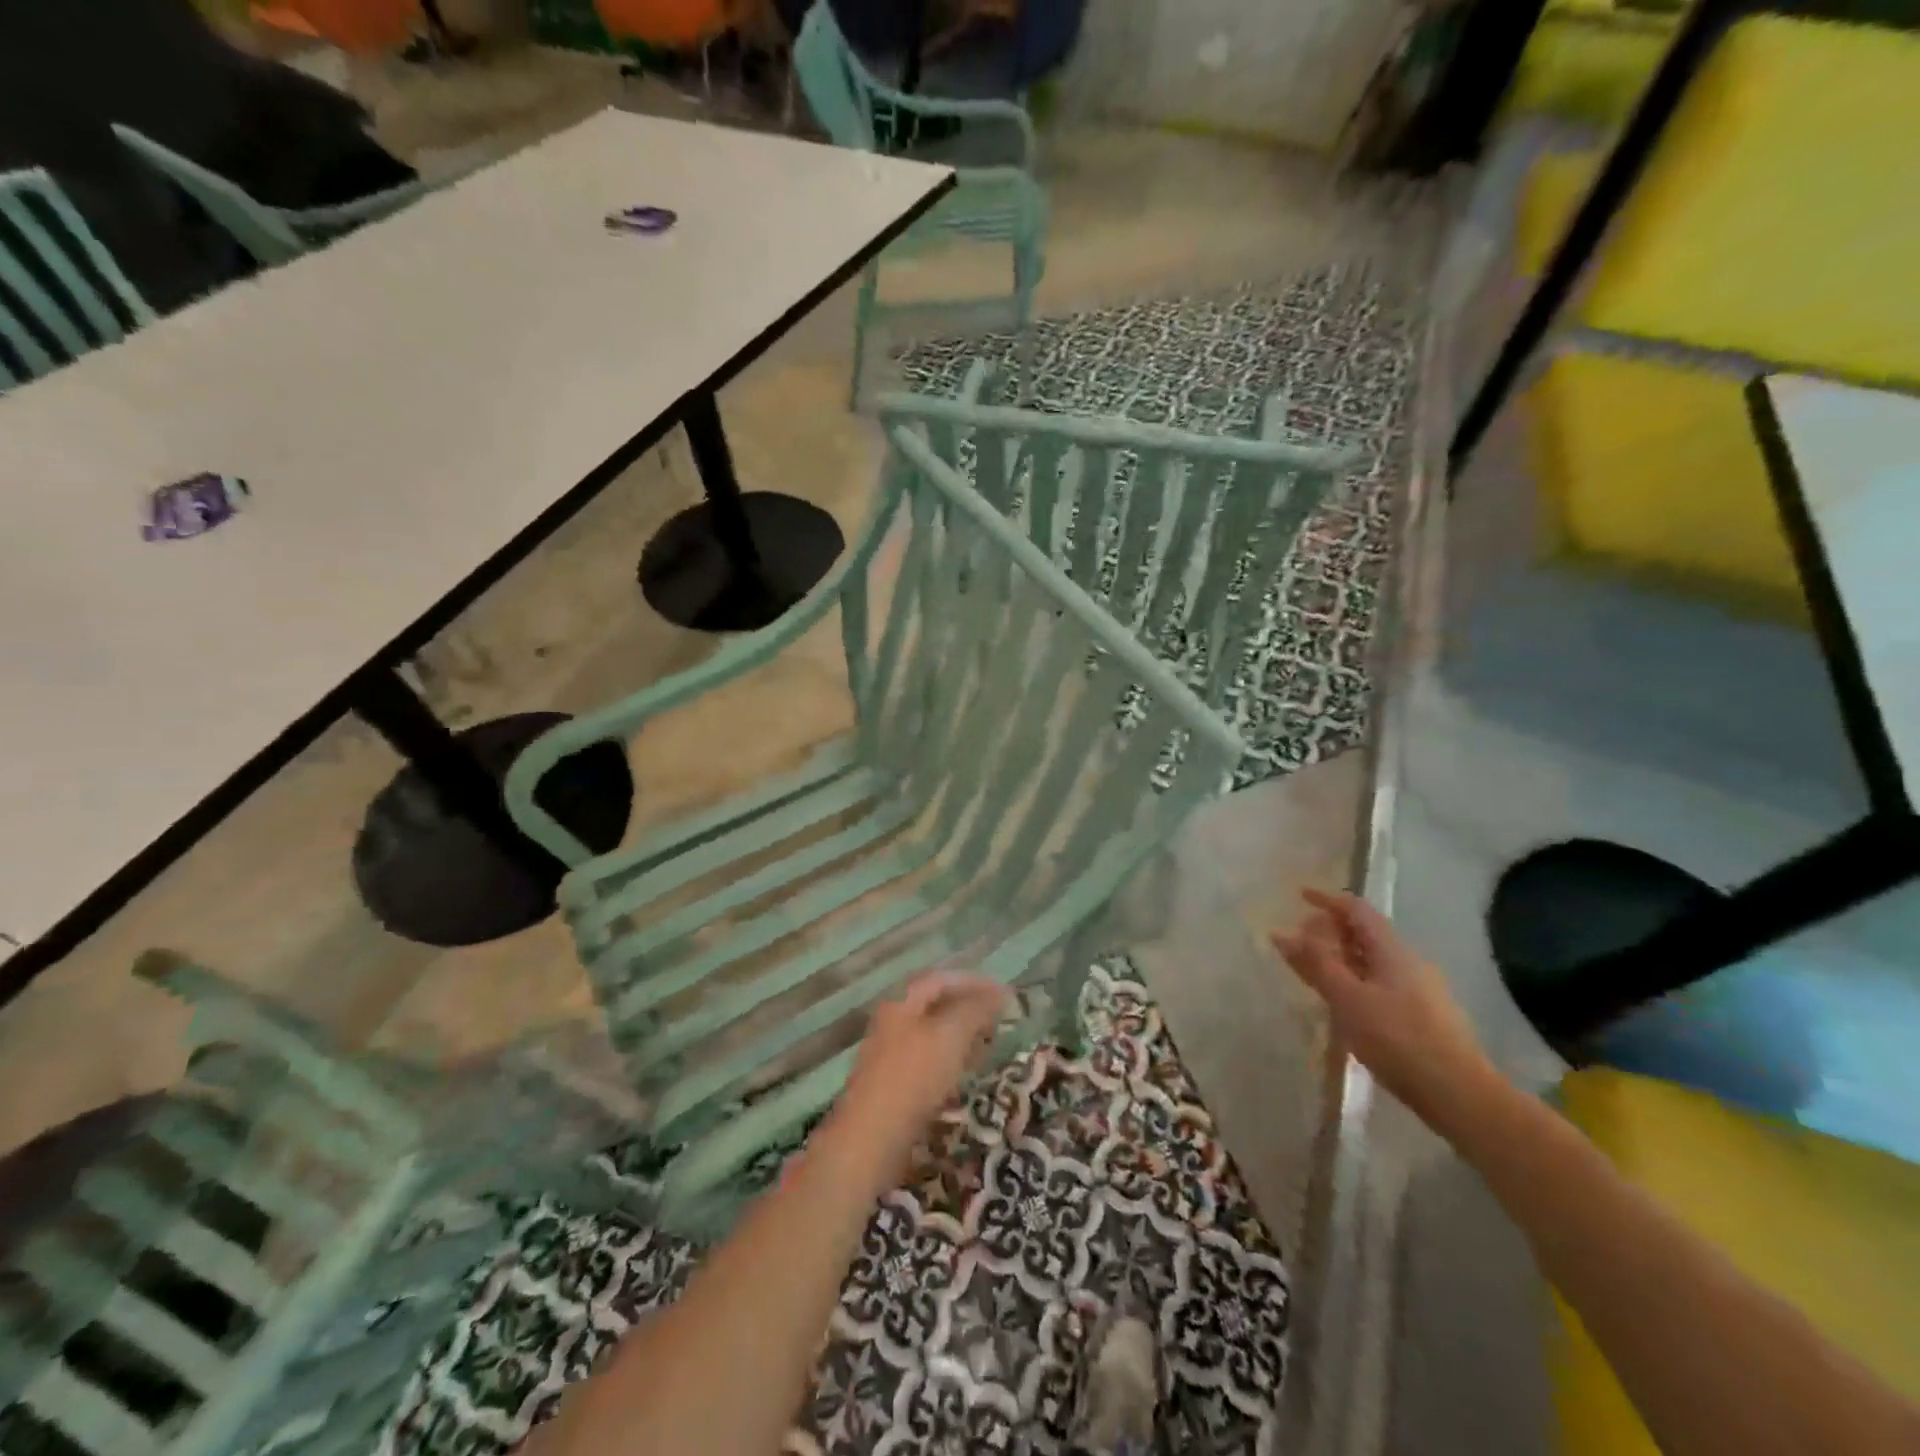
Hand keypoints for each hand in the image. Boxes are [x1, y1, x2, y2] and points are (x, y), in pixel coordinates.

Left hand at [825, 972, 1010, 1186]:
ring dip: (962, 1036)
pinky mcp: (895, 1085)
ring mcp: (891, 1054)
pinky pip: (929, 1062)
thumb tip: (998, 993)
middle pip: (936, 1005)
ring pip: (933, 1035)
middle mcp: (894, 1021)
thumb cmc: (913, 1076)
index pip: (941, 979)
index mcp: (902, 1001)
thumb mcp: (950, 1034)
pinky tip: (966, 1076)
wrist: (871, 1139)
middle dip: (970, 1008)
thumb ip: (975, 1009)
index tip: (1004, 993)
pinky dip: (951, 1061)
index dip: (974, 982)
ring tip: (989, 1045)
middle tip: (1000, 1019)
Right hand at [1272, 889, 1495, 1134]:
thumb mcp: (1347, 998)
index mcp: (1392, 950)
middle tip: (1300, 940)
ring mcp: (1420, 990)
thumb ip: (1315, 964)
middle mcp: (1409, 962)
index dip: (1327, 899)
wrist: (1458, 1094)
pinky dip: (1355, 980)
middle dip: (1331, 930)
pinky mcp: (1423, 1016)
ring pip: (1373, 960)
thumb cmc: (1397, 1039)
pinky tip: (1345, 1004)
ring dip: (1342, 957)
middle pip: (1366, 933)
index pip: (1357, 909)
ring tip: (1315, 971)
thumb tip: (1281, 933)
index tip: (1300, 896)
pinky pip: (1381, 983)